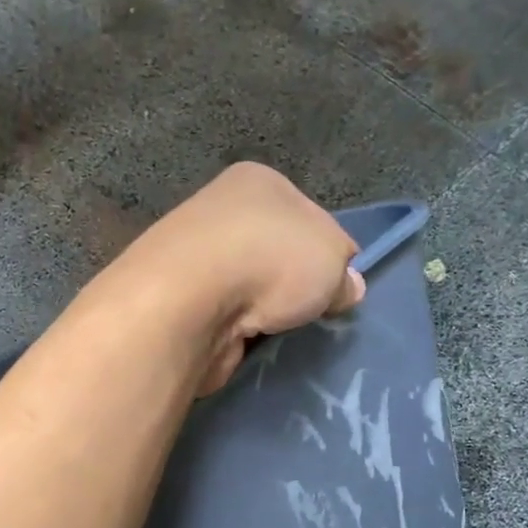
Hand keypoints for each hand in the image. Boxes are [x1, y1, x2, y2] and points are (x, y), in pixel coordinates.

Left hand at [113, 163, 365, 393]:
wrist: (188, 301)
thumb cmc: (270, 260)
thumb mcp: (332, 259)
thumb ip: (344, 274)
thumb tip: (347, 288)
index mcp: (258, 183)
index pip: (309, 216)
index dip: (328, 253)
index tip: (337, 287)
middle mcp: (221, 211)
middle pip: (275, 254)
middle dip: (293, 286)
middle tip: (314, 315)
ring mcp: (195, 258)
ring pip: (248, 289)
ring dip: (264, 312)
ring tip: (283, 333)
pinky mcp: (180, 303)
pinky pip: (224, 319)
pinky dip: (239, 333)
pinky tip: (252, 344)